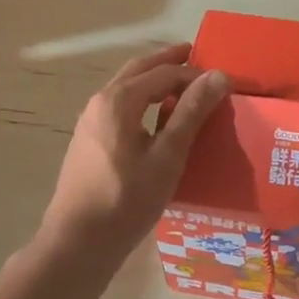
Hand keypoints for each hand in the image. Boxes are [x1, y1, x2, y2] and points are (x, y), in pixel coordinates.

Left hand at [41, 43, 230, 264]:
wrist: (77, 243)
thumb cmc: (126, 199)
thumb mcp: (167, 156)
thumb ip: (191, 113)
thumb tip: (218, 75)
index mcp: (119, 99)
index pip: (164, 73)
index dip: (195, 74)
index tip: (221, 81)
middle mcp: (100, 101)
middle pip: (139, 70)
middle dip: (168, 61)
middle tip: (195, 55)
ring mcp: (90, 121)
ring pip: (127, 87)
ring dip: (154, 80)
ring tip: (181, 84)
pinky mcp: (88, 140)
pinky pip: (120, 106)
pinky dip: (142, 99)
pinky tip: (156, 118)